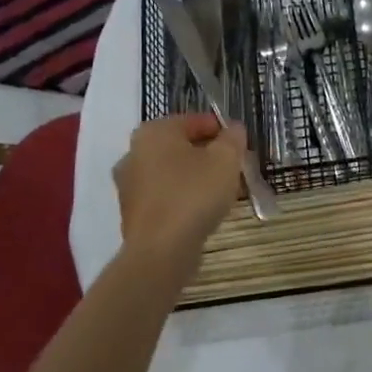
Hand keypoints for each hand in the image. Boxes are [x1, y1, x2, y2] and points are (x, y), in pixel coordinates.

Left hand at [114, 113, 246, 265]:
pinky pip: (164, 196)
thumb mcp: (225, 160)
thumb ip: (233, 138)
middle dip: (208, 155)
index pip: (195, 121)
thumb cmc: (194, 194)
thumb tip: (233, 129)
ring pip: (172, 172)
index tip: (241, 147)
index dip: (222, 131)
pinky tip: (201, 211)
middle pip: (181, 147)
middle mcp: (134, 152)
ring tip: (222, 192)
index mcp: (154, 132)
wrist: (161, 250)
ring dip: (196, 177)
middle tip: (234, 169)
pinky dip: (182, 198)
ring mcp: (129, 184)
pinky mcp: (132, 212)